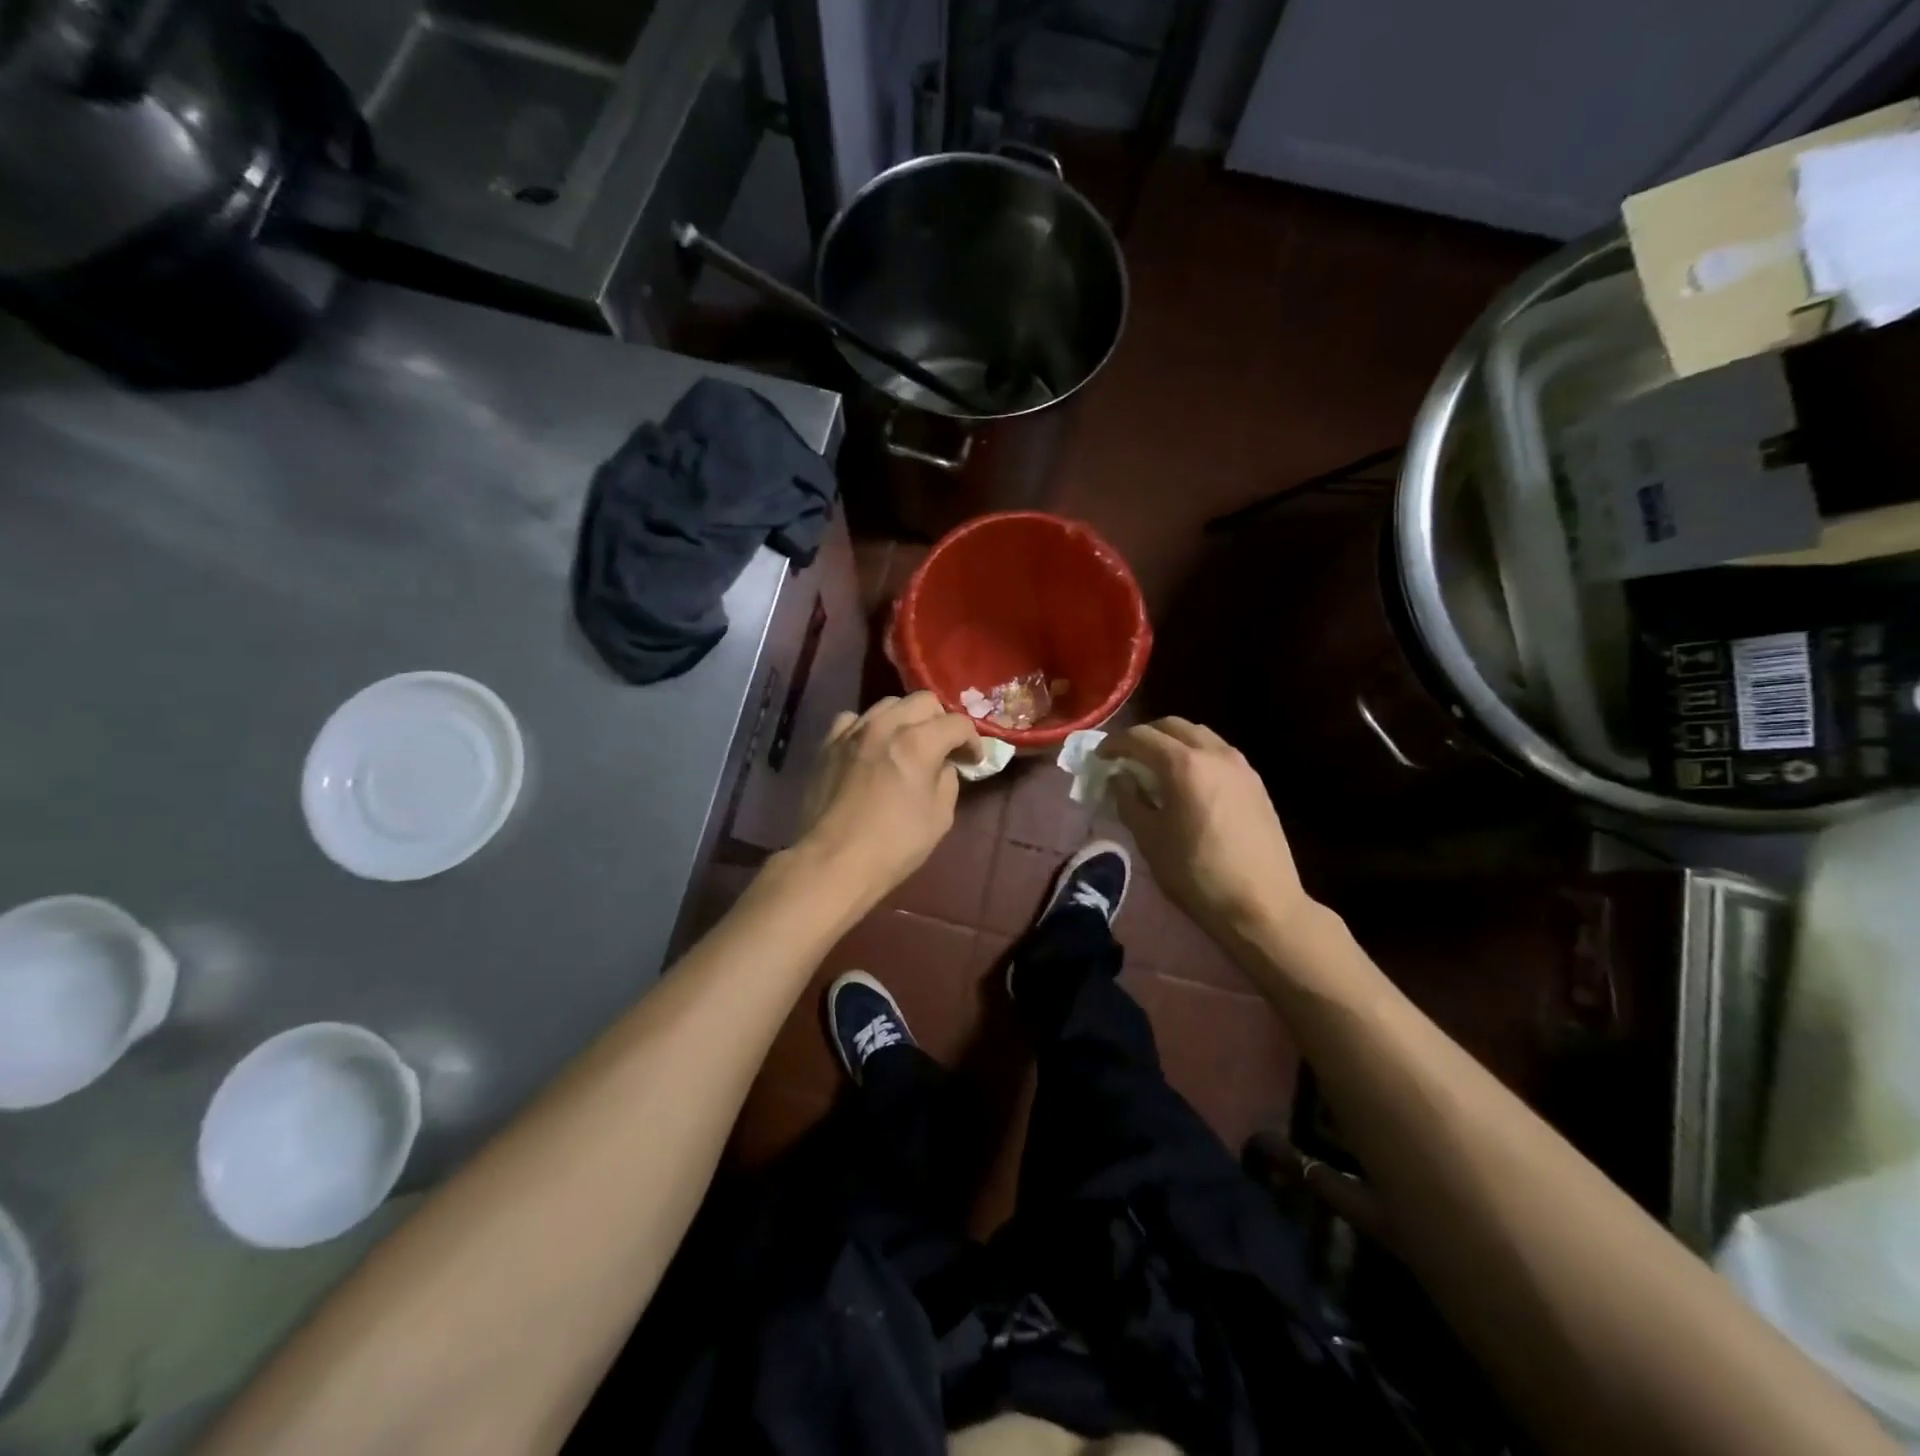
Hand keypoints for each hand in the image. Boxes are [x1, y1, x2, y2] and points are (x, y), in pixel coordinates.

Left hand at [795, 692, 980, 905]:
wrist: (833, 861)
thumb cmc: (894, 845)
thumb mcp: (939, 817)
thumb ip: (948, 781)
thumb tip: (943, 766)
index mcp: (918, 742)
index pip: (957, 723)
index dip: (972, 740)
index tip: (973, 760)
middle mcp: (885, 725)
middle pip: (923, 701)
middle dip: (940, 720)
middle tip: (943, 747)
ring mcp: (852, 732)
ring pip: (887, 704)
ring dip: (905, 719)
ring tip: (906, 744)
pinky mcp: (828, 744)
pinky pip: (853, 720)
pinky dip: (868, 728)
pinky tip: (870, 747)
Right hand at [1101, 718, 1315, 943]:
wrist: (1262, 904)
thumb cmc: (1196, 874)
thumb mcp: (1149, 839)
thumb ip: (1129, 800)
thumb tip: (1120, 778)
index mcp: (1183, 765)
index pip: (1140, 737)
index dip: (1114, 744)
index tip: (1099, 758)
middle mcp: (1214, 753)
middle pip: (1172, 726)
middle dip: (1144, 736)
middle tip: (1126, 757)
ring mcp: (1240, 765)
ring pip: (1199, 735)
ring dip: (1172, 743)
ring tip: (1156, 767)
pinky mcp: (1255, 782)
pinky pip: (1218, 753)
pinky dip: (1196, 755)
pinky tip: (1188, 782)